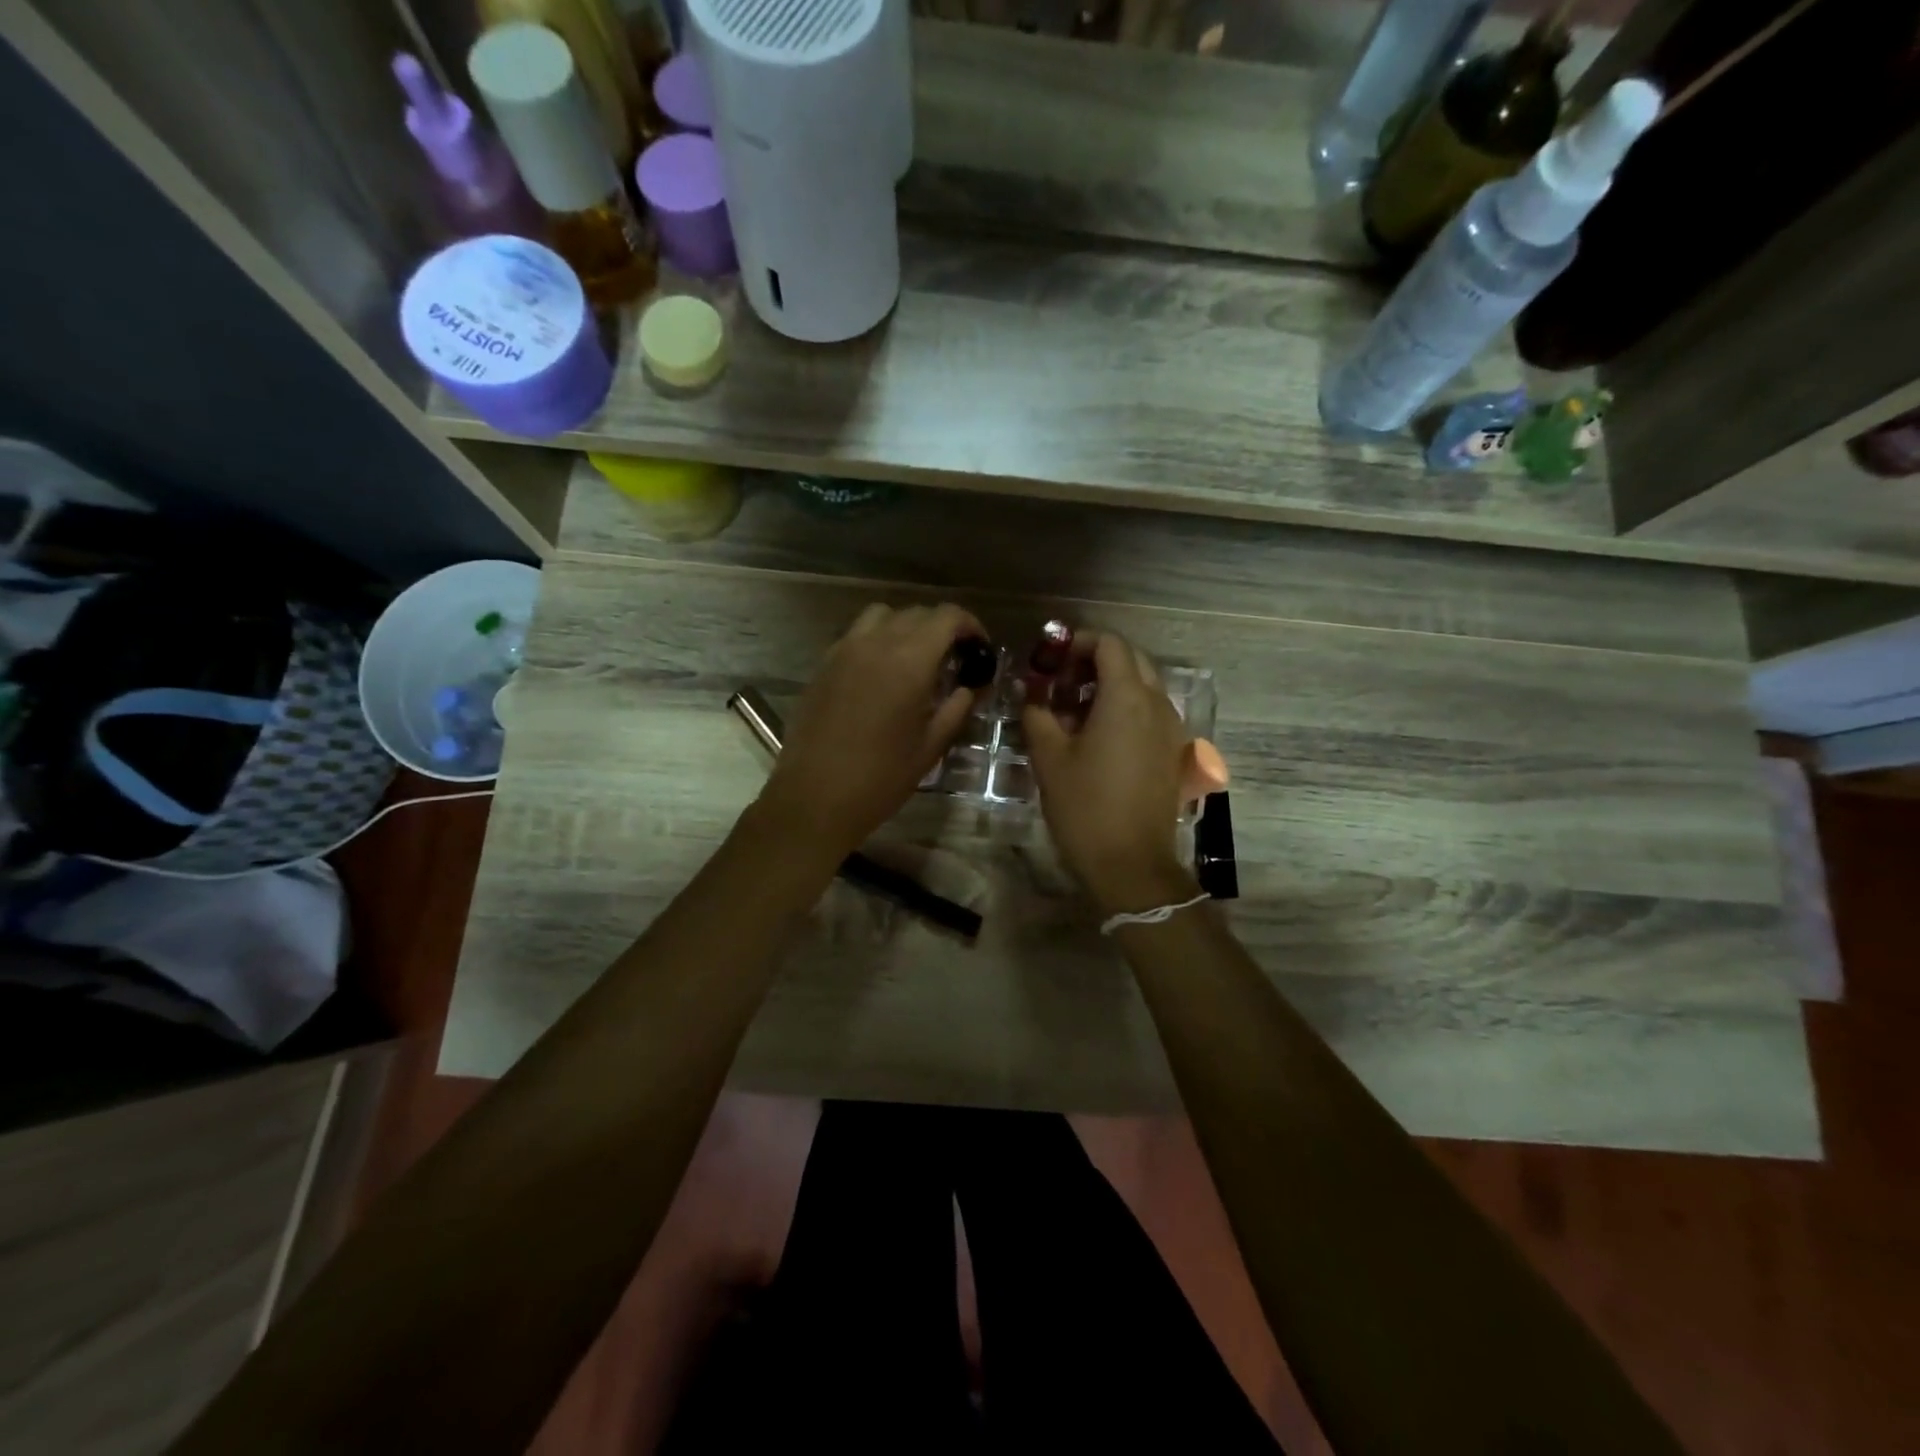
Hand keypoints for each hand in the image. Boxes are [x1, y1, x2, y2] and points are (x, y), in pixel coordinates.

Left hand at [757, 602, 985, 861]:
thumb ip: (955, 709)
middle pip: (916, 613)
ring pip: (882, 616)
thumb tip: (968, 688)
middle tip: (954, 659)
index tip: (980, 648)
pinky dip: (877, 640)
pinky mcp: (823, 665)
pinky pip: (856, 635)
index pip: (947, 617)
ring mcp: (844, 650)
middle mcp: (876, 643)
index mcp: (909, 661)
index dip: (971, 625)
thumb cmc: (880, 779)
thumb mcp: (930, 748)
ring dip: (906, 628)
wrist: (814, 797)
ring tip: (916, 660)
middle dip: (942, 628)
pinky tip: (882, 674)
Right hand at [1023, 631, 1197, 913]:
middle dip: (1095, 661)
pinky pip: (1151, 713)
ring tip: (1074, 710)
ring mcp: (1171, 729)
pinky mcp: (1173, 753)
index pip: (1110, 644)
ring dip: (1111, 685)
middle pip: (1131, 660)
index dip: (1078, 642)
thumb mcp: (1049, 758)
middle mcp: (1157, 704)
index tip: (1051, 659)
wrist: (1131, 863)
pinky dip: (1126, 709)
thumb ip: (1037, 715)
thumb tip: (1032, 695)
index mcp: (1127, 698)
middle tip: (1061, 682)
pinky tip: (1098, 736)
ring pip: (1144, 686)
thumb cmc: (1085, 807)